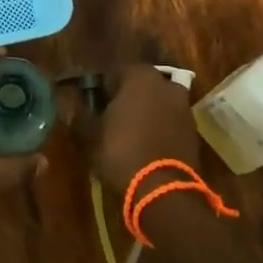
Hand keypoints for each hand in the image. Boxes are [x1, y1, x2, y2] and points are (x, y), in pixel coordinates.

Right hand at [77, 65, 201, 199]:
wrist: (164, 190)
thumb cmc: (121, 152)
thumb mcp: (90, 134)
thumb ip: (79, 113)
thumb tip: (68, 101)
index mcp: (139, 76)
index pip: (114, 72)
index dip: (100, 87)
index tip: (91, 102)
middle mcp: (165, 84)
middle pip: (139, 84)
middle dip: (125, 96)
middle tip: (109, 115)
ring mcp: (183, 107)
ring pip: (157, 101)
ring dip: (144, 111)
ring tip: (127, 131)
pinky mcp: (193, 129)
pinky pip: (169, 120)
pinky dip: (159, 126)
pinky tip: (145, 143)